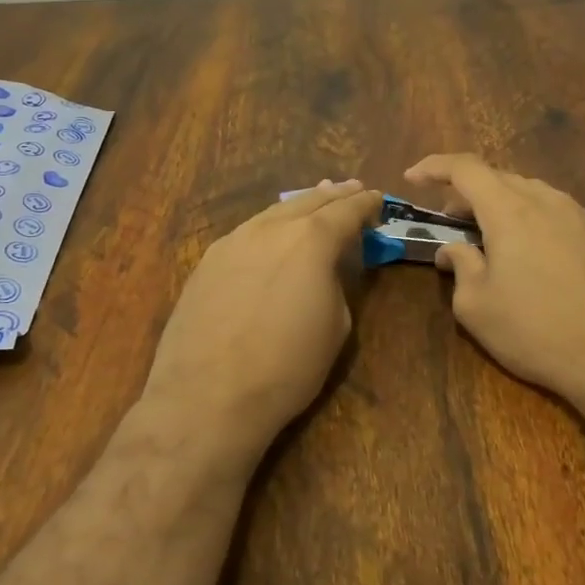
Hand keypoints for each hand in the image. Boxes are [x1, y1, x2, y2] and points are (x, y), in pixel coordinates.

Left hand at [139, 180, 381, 471]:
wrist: (208, 396)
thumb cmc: (287, 368)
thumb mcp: (335, 326)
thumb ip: (335, 284)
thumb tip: (323, 271)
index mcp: (311, 240)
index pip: (346, 210)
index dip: (366, 204)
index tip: (378, 198)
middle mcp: (270, 229)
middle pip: (308, 202)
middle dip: (333, 195)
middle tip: (351, 189)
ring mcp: (232, 242)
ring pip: (273, 213)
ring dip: (298, 206)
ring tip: (314, 200)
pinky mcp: (206, 263)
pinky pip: (246, 233)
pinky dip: (268, 226)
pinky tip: (271, 235)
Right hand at [405, 154, 584, 412]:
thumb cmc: (536, 330)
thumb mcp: (477, 306)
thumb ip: (459, 266)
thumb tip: (454, 250)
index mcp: (510, 209)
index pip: (465, 168)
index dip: (434, 166)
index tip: (411, 176)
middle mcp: (545, 200)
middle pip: (497, 178)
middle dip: (464, 192)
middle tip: (446, 221)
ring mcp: (577, 215)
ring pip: (526, 193)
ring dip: (496, 205)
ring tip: (483, 238)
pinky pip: (550, 210)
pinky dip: (524, 217)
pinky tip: (522, 252)